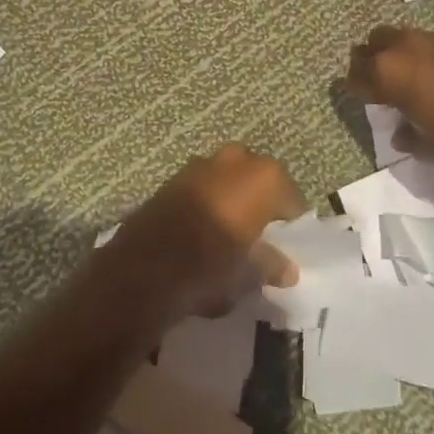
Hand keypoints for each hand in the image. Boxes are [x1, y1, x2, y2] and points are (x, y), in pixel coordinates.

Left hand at [105, 145, 303, 321]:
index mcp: (264, 178)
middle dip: (262, 205)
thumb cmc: (209, 267)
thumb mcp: (248, 274)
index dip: (291, 225)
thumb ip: (271, 265)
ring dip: (233, 200)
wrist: (142, 268)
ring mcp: (202, 163)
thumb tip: (288, 269)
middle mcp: (237, 159)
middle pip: (260, 182)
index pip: (292, 200)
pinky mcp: (174, 176)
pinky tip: (203, 230)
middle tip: (260, 237)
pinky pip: (204, 186)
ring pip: (230, 180)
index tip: (288, 247)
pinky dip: (209, 202)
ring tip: (231, 234)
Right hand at [343, 26, 433, 177]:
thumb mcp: (433, 151)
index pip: (356, 76)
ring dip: (393, 52)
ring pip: (398, 36)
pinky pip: (425, 40)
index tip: (356, 99)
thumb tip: (401, 133)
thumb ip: (410, 140)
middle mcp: (406, 48)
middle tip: (376, 86)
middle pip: (372, 44)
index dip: (353, 88)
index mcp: (390, 75)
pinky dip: (420, 53)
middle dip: (368, 62)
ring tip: (404, 78)